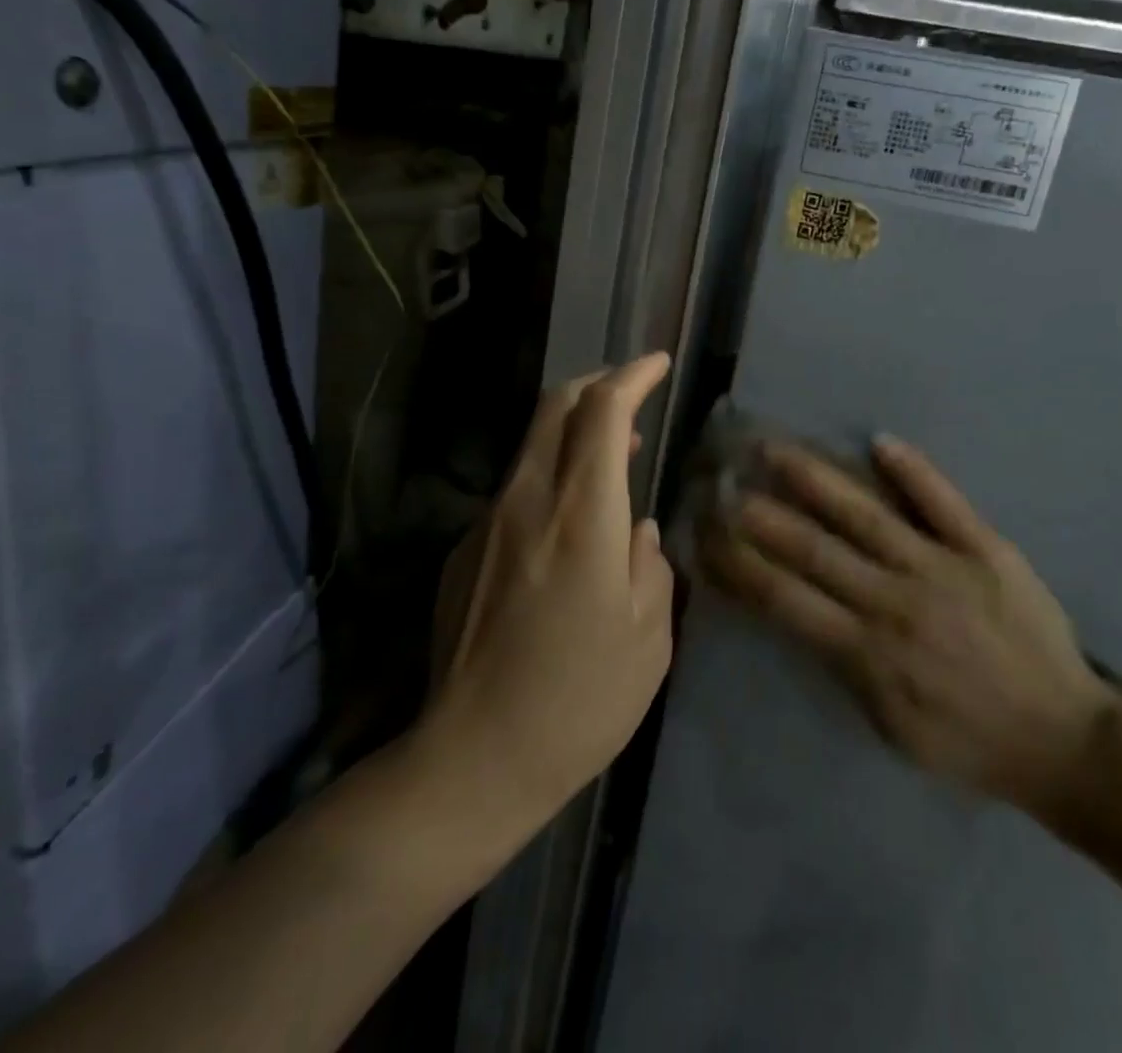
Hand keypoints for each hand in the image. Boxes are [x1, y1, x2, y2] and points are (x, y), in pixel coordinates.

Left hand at [424, 355, 675, 823]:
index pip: (603, 411)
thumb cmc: (579, 701)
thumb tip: (640, 532)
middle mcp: (528, 501)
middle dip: (597, 384)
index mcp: (582, 515)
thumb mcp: (648, 638)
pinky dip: (550, 476)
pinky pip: (515, 489)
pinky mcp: (464, 549)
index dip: (632, 376)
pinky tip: (570, 522)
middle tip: (633, 395)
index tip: (657, 364)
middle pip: (555, 407)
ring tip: (613, 455)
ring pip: (532, 444)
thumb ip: (652, 566)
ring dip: (574, 431)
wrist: (472, 758)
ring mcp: (487, 522)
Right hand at [704, 435, 1113, 820]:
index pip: (784, 597)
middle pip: (813, 548)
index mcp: (867, 651)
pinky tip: (878, 441)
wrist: (1064, 740)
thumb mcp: (890, 724)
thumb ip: (842, 665)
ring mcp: (941, 567)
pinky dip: (912, 470)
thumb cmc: (968, 740)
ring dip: (815, 479)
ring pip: (865, 514)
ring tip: (775, 449)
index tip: (707, 534)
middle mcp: (894, 600)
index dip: (739, 563)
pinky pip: (943, 501)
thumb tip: (798, 611)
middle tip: (722, 480)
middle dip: (760, 514)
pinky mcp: (986, 548)